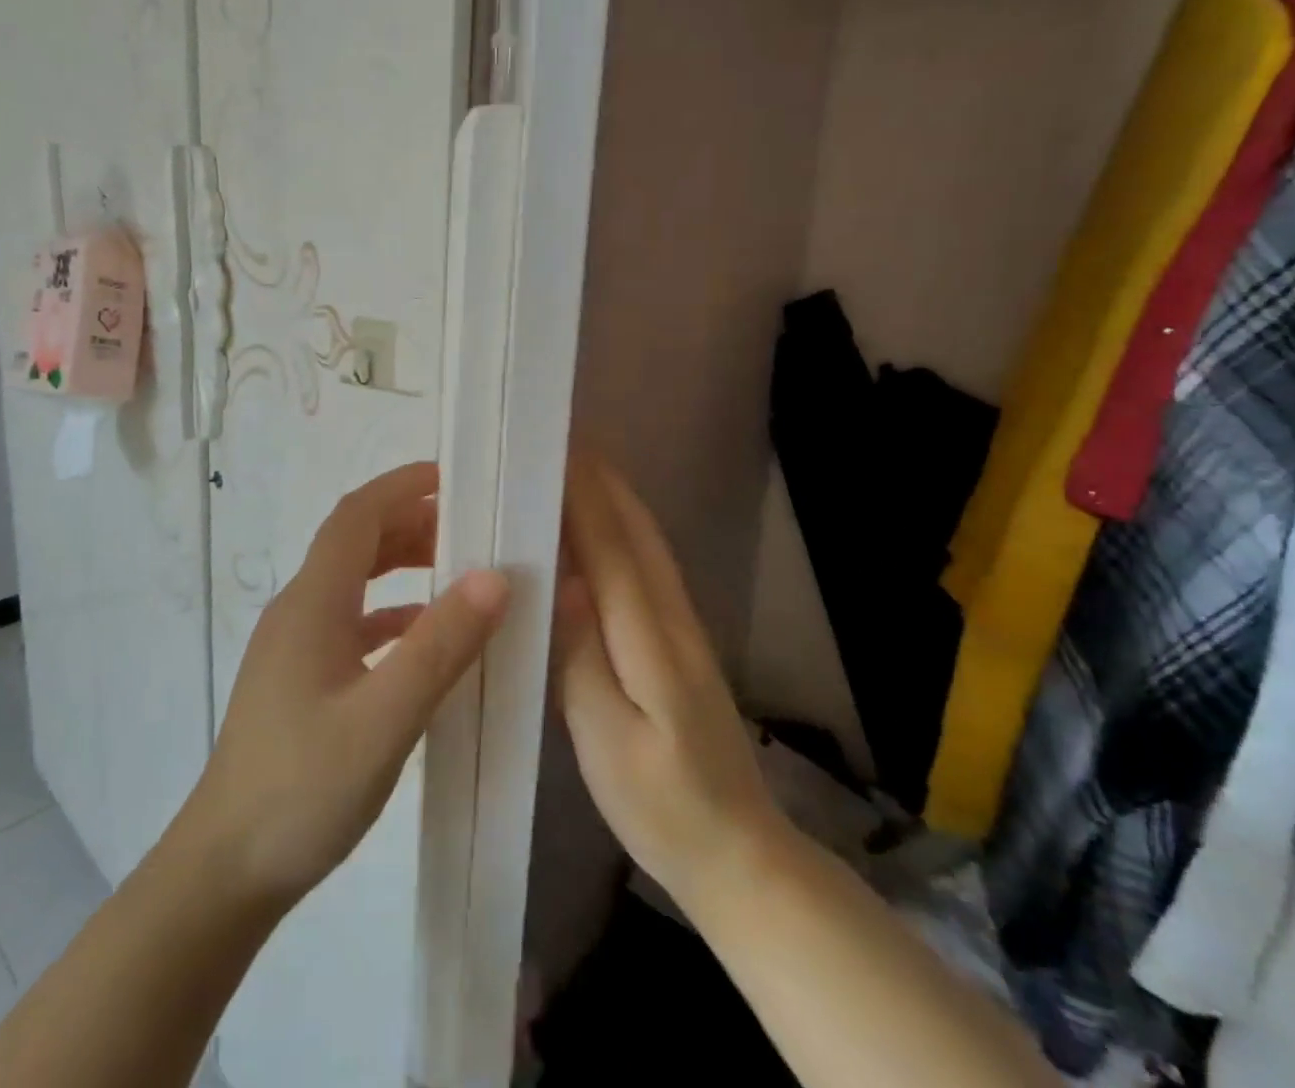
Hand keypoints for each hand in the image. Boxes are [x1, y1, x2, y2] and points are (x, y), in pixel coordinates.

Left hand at [179, 461, 508, 910]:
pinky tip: (419, 640)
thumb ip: (439, 646)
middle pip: (354, 543)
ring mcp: (294, 646)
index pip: (357, 516)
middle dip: (409, 524)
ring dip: (400, 566)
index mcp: (312, 602)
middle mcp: (298, 610)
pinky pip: (349, 623)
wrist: (225, 869)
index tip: (452, 477)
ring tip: (455, 573)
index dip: (401, 486)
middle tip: (469, 530)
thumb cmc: (303, 789)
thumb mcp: (384, 718)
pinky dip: (389, 614)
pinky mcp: (298, 679)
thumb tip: (494, 577)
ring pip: (351, 583)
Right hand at [553, 453, 786, 908]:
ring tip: (575, 470)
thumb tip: (565, 579)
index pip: (614, 550)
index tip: (556, 450)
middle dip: (601, 483)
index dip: (585, 497)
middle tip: (560, 442)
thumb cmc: (661, 804)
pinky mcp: (680, 643)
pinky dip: (623, 532)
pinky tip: (599, 532)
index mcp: (652, 640)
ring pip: (648, 546)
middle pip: (638, 534)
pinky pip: (647, 568)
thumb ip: (583, 656)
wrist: (738, 853)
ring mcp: (683, 630)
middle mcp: (673, 620)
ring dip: (614, 500)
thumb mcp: (606, 741)